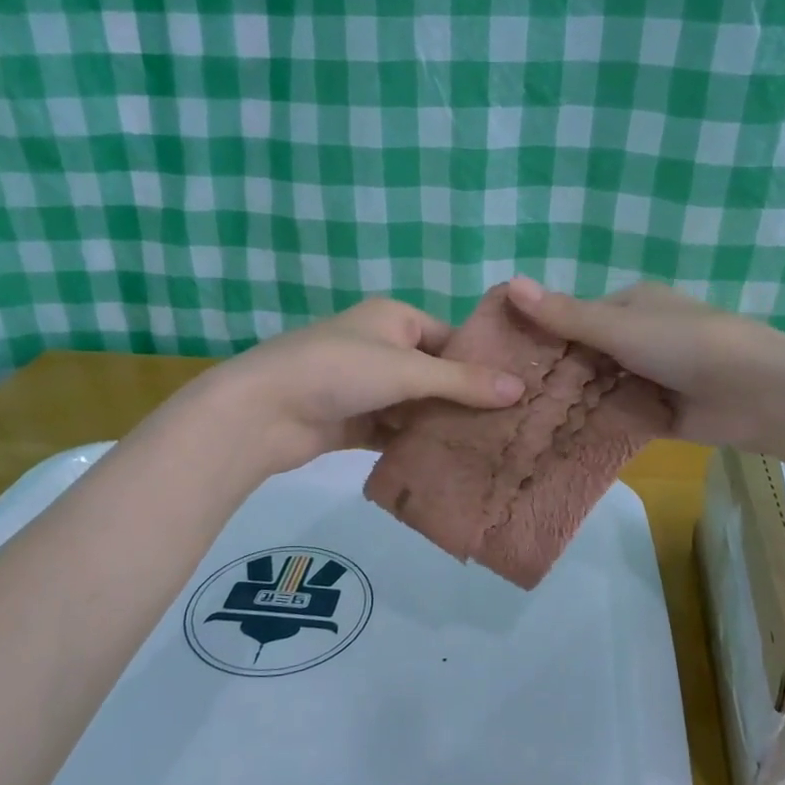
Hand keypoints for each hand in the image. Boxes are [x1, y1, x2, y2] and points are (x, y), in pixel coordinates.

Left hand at [179, 297, 527, 474]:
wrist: (262, 411)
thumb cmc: (338, 371)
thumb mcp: (406, 370)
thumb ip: (462, 382)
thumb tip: (521, 388)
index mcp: (395, 319)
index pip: (452, 339)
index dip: (484, 364)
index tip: (523, 392)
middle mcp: (383, 348)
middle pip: (436, 375)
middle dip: (467, 401)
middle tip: (514, 428)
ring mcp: (367, 387)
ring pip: (417, 407)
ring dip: (443, 426)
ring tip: (492, 450)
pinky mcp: (354, 422)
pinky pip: (395, 432)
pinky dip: (416, 445)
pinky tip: (450, 465)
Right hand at [503, 277, 784, 449]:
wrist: (756, 392)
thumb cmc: (685, 344)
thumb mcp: (619, 327)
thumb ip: (564, 315)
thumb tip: (509, 283)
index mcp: (630, 306)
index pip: (573, 319)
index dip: (541, 338)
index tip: (506, 362)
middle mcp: (637, 339)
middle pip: (584, 358)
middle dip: (556, 377)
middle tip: (510, 400)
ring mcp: (648, 378)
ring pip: (598, 390)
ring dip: (574, 404)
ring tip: (525, 424)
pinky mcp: (657, 413)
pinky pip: (618, 416)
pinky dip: (597, 424)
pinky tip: (560, 439)